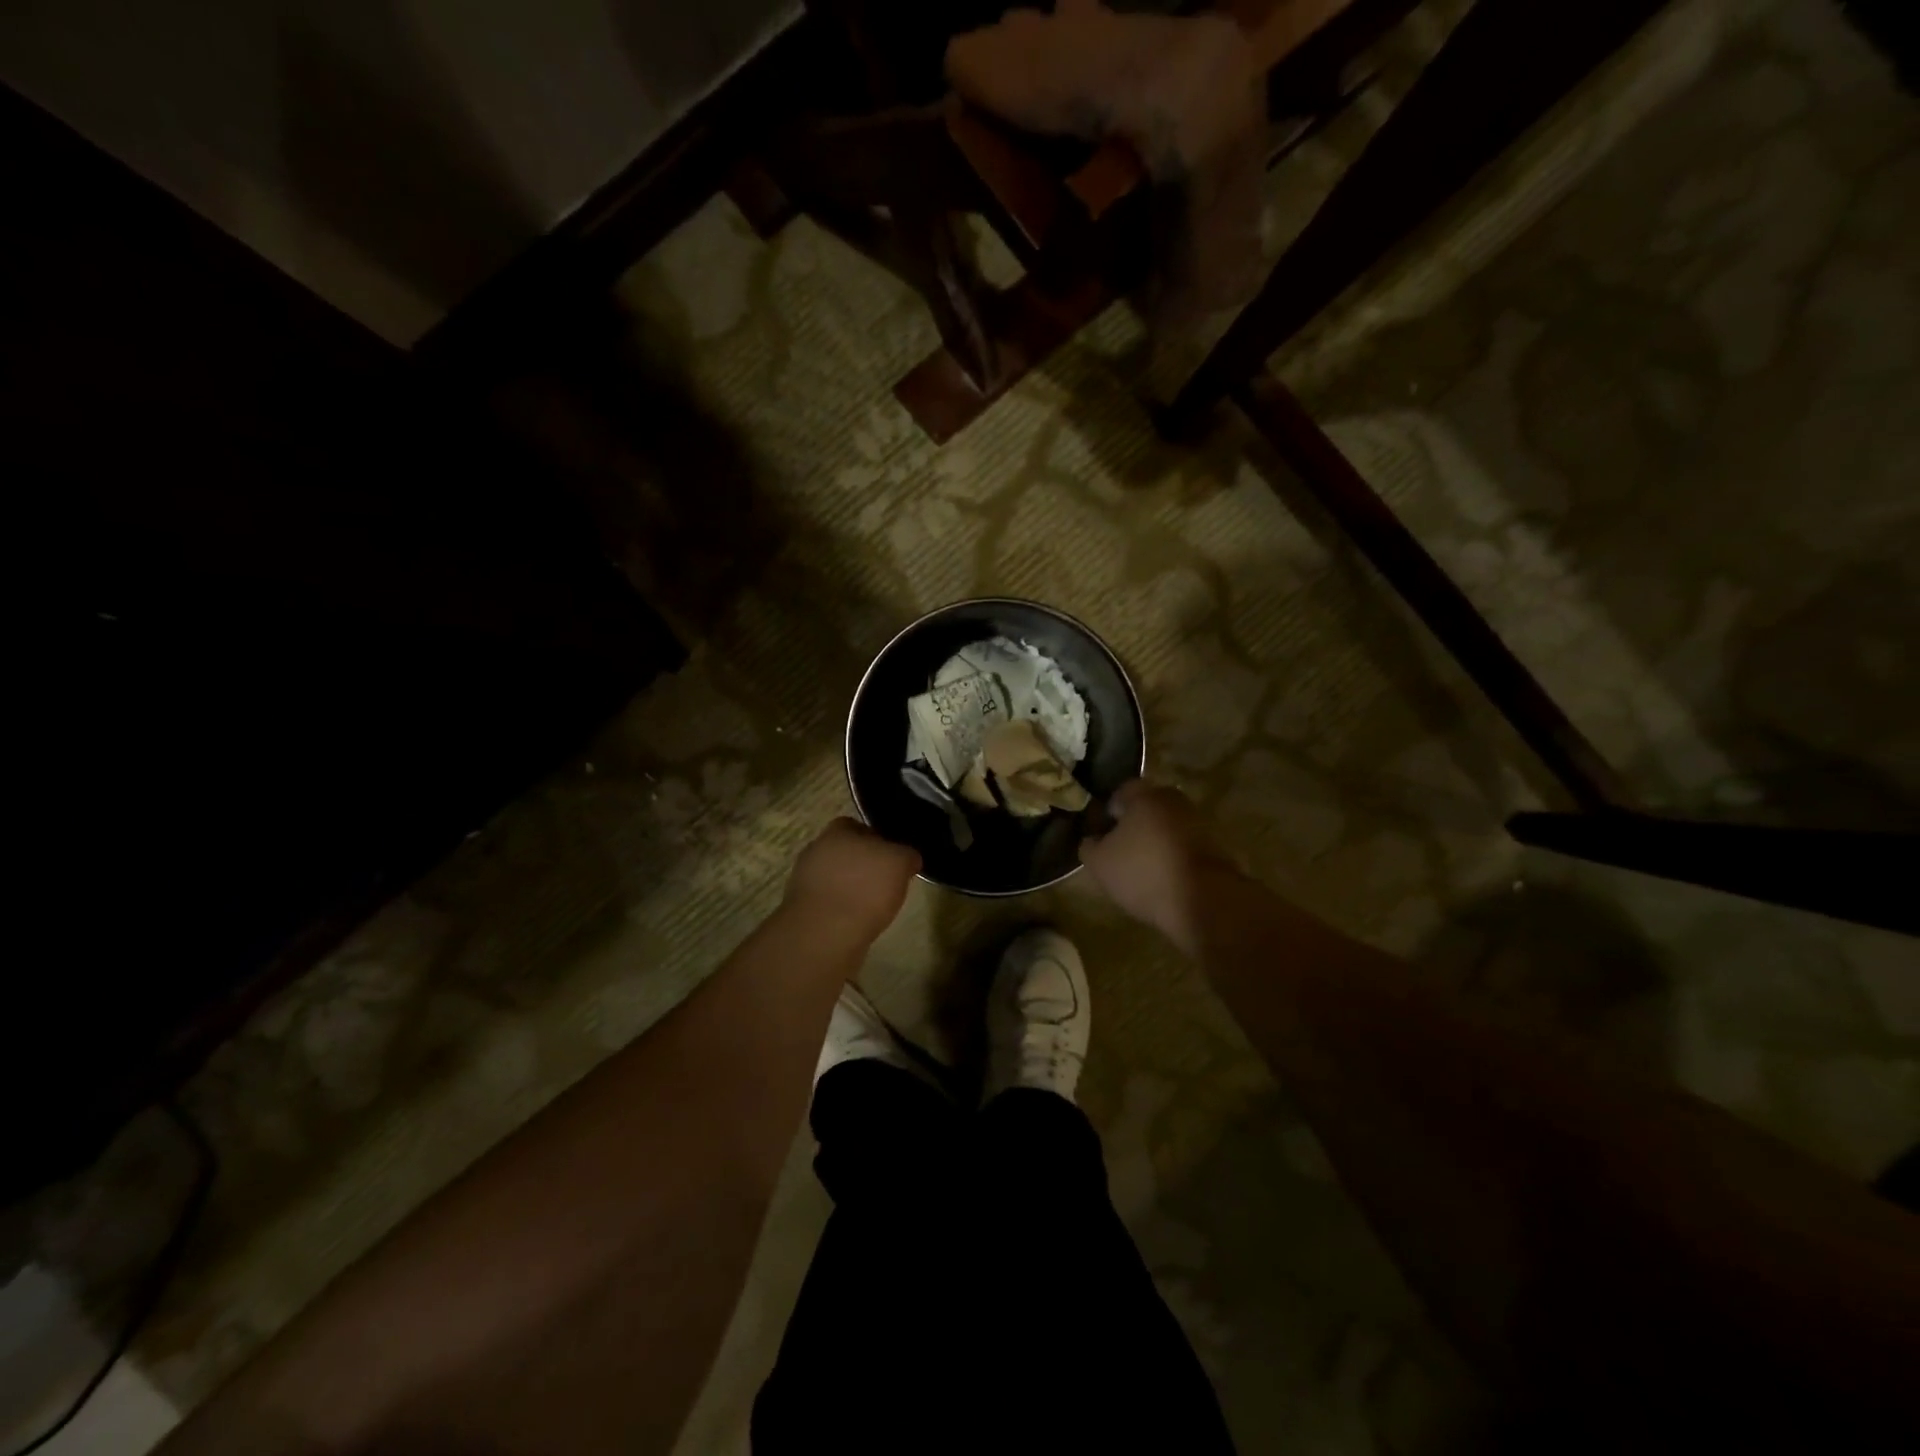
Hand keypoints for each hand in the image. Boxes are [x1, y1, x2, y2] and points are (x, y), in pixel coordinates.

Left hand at [783, 818, 920, 943]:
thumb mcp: (900, 863)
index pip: (857, 826)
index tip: (893, 858)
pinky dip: (842, 909)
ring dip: (851, 888)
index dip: (877, 840)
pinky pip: (829, 902)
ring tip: (874, 906)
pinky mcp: (802, 909)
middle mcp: (816, 850)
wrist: (826, 934)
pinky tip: (857, 922)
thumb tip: (908, 858)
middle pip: (846, 852)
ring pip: (836, 878)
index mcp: (837, 831)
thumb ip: (907, 854)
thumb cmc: (865, 888)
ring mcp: (804, 880)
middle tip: (885, 881)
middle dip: (863, 864)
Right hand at [1078, 781, 1233, 954]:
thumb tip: (1092, 840)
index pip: (1120, 792)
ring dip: (1155, 842)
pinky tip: (1163, 879)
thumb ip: (1089, 846)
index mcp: (1145, 795)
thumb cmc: (1143, 872)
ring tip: (1141, 870)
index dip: (1107, 812)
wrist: (1205, 901)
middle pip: (1147, 808)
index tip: (1100, 834)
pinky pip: (1184, 846)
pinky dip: (1173, 857)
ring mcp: (1198, 823)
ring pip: (1167, 827)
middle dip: (1132, 826)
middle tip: (1119, 851)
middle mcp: (1174, 800)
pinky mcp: (1216, 847)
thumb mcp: (1099, 863)